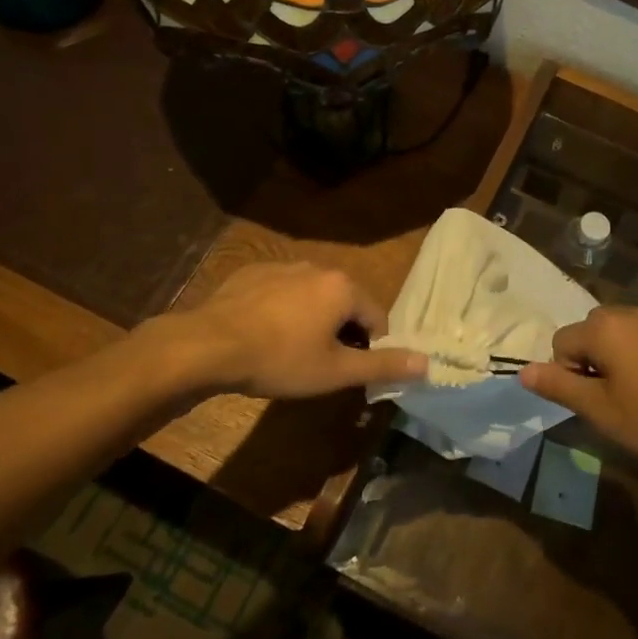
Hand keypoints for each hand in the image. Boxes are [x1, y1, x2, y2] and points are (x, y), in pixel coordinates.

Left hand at [177, 262, 426, 398]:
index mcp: (343, 287)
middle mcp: (317, 267)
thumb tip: (428, 362)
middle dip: (340, 333)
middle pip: (344, 303)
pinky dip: (281, 311)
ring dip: (311, 320)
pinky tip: (262, 335)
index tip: (348, 371)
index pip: (376, 318)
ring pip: (311, 297)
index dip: (370, 348)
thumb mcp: (336, 371)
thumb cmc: (281, 360)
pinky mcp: (252, 272)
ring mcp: (283, 266)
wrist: (209, 345)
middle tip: (319, 365)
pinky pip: (280, 292)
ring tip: (288, 352)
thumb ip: (383, 365)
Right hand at [521, 307, 637, 478]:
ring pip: (624, 333)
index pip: (562, 341)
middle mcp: (631, 312)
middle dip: (593, 360)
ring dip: (621, 356)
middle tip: (614, 399)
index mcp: (604, 328)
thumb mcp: (601, 411)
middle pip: (592, 331)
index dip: (569, 374)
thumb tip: (522, 371)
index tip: (593, 401)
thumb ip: (559, 386)